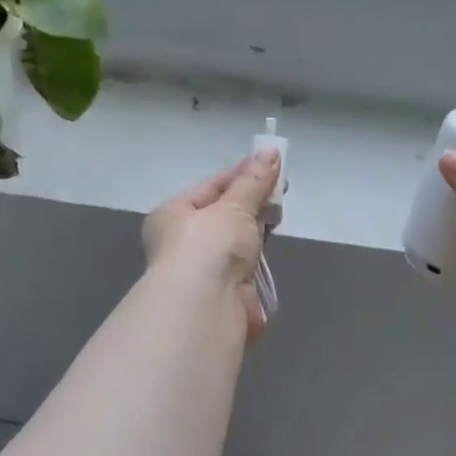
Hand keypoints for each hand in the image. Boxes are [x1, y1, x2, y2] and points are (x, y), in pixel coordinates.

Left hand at [143, 151, 281, 339]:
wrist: (206, 305)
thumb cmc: (210, 245)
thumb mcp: (234, 206)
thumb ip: (254, 182)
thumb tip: (271, 150)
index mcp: (173, 215)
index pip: (211, 187)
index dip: (242, 174)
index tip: (271, 164)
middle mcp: (184, 241)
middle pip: (224, 214)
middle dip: (252, 202)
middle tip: (282, 189)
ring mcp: (204, 268)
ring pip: (236, 240)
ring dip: (256, 229)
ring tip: (280, 213)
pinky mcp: (225, 290)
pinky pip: (245, 264)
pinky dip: (258, 255)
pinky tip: (273, 243)